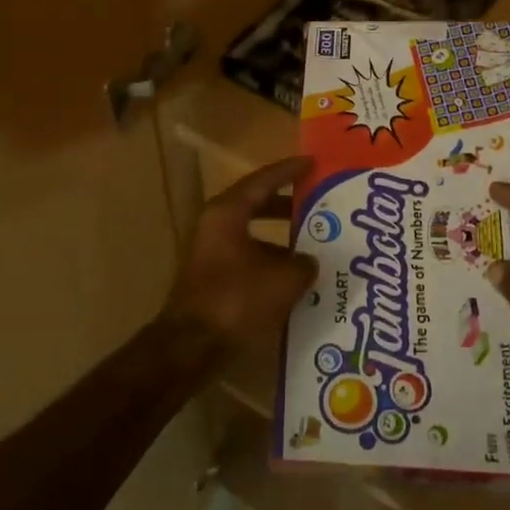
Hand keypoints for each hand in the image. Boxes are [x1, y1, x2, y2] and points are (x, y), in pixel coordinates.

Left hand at [164, 156, 317, 349]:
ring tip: (314, 242)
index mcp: (228, 212)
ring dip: (281, 237)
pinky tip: (294, 277)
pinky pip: (249, 258)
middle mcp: (215, 225)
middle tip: (318, 202)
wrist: (191, 346)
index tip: (313, 162)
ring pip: (253, 234)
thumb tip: (310, 262)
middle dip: (288, 204)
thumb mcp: (283, 279)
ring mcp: (211, 252)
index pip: (263, 180)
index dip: (290, 170)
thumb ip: (304, 264)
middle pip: (257, 204)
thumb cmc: (236, 300)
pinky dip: (271, 261)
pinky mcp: (212, 277)